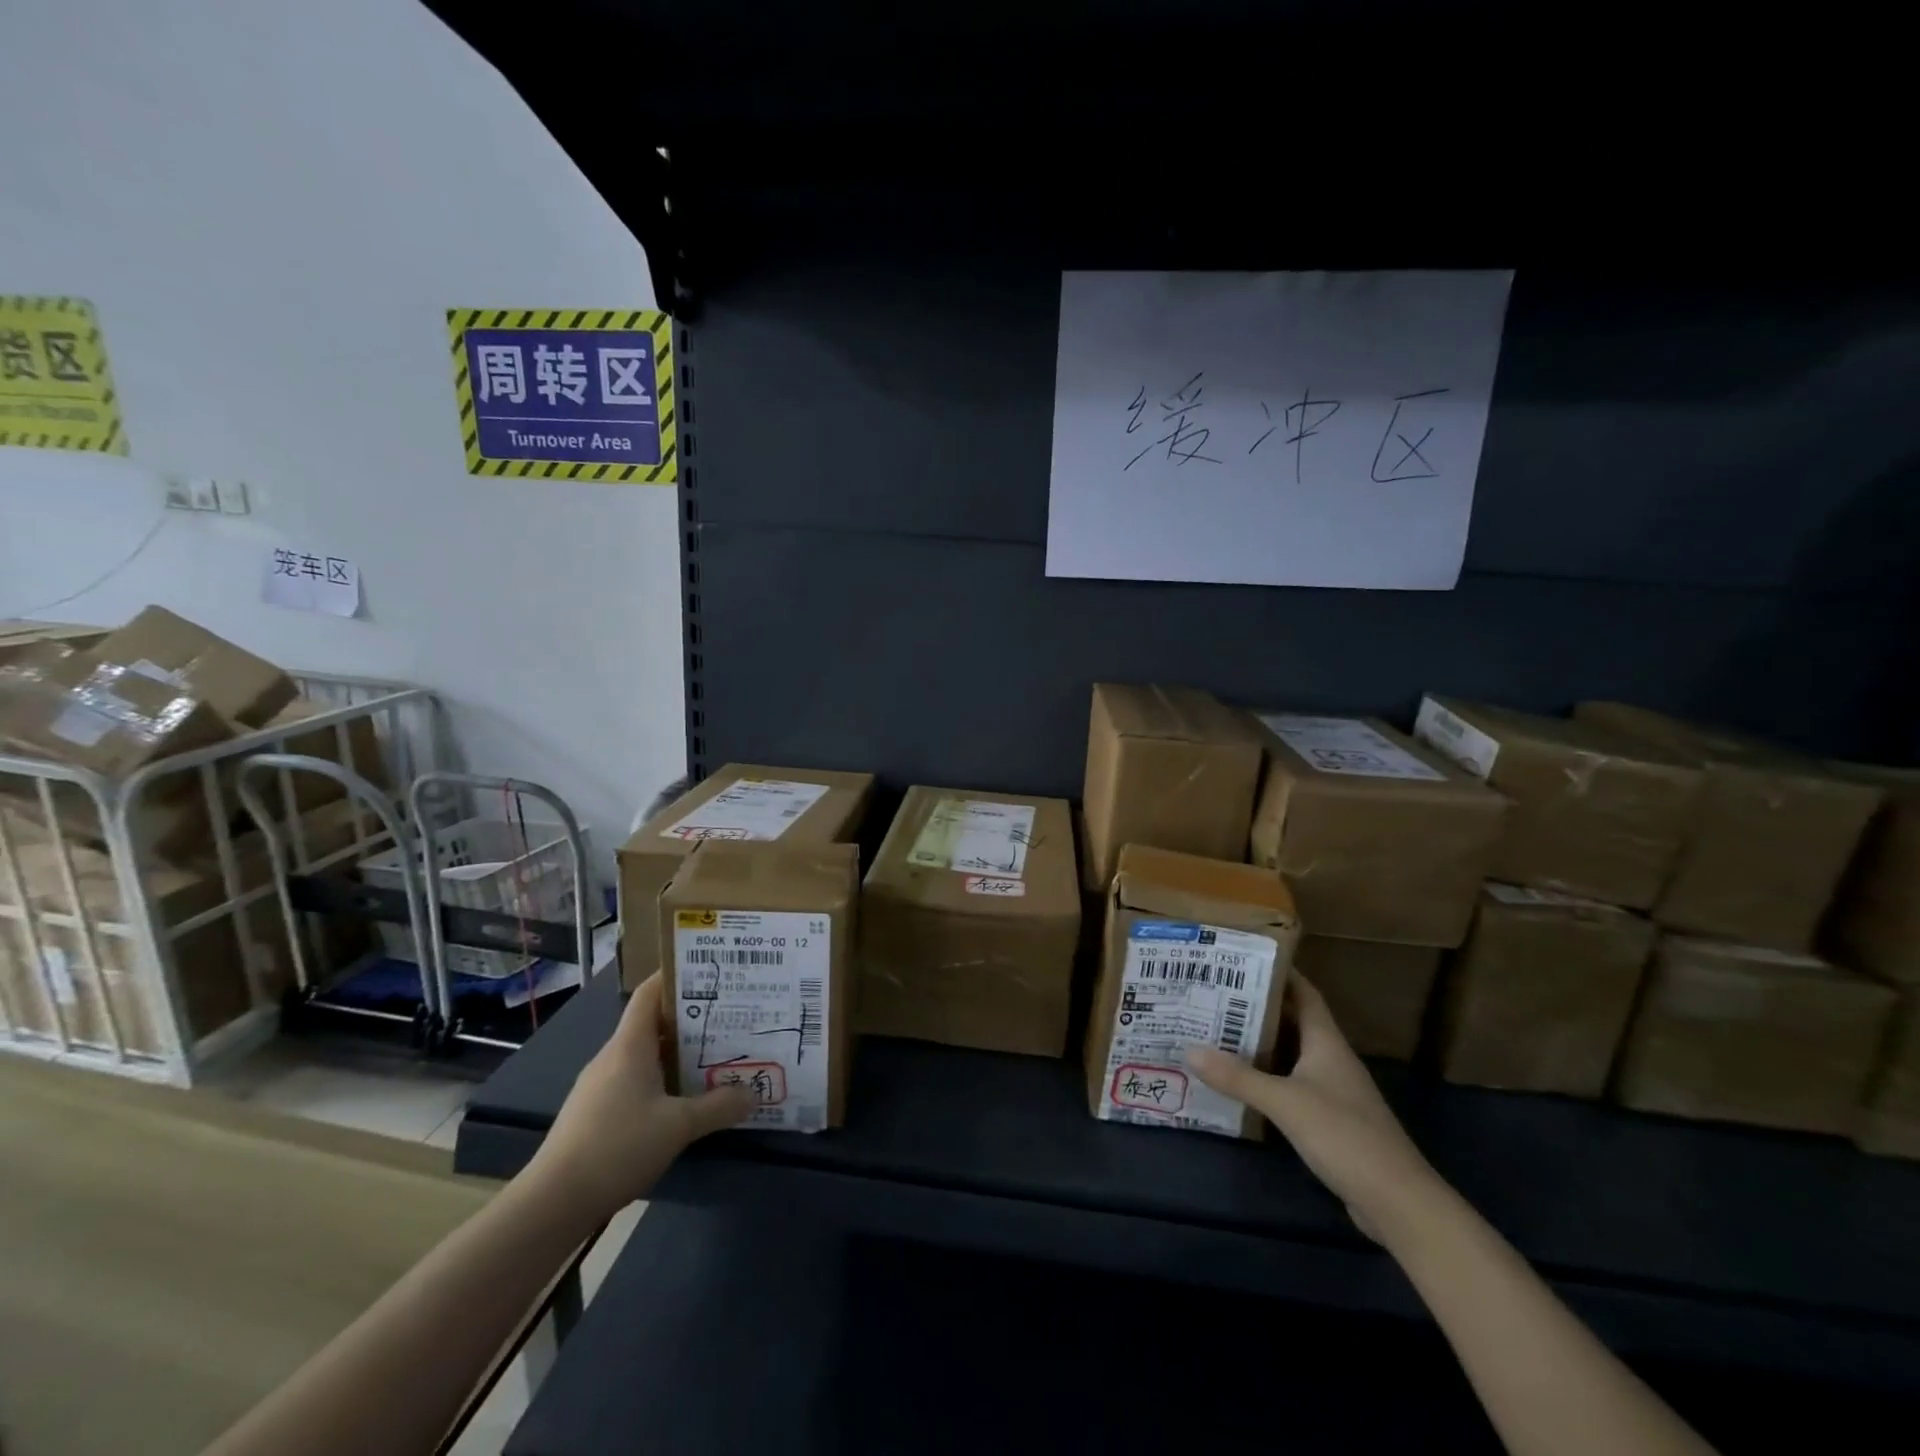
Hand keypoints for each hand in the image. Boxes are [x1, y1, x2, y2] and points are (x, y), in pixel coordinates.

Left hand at [526, 973, 753, 1223]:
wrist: (553, 1202)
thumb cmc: (618, 1146)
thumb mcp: (679, 1126)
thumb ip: (719, 1106)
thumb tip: (753, 1093)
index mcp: (630, 1045)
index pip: (650, 992)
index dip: (676, 977)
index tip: (710, 972)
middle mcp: (613, 1056)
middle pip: (652, 1023)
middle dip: (689, 1018)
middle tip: (728, 1017)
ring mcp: (599, 1085)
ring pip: (644, 1054)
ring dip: (676, 1052)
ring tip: (714, 1055)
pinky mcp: (595, 1112)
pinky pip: (634, 1080)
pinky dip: (660, 1079)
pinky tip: (681, 1099)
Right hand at [1186, 976, 1444, 1242]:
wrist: (1398, 1203)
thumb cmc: (1345, 1136)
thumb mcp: (1285, 1102)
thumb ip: (1238, 1077)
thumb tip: (1188, 1050)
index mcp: (1327, 1043)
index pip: (1304, 993)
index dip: (1279, 973)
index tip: (1243, 959)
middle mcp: (1331, 1060)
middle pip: (1293, 1022)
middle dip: (1257, 1007)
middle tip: (1215, 994)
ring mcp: (1333, 1092)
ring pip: (1290, 1055)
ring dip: (1259, 1044)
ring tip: (1217, 1030)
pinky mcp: (1330, 1121)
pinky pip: (1291, 1085)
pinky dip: (1267, 1078)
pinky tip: (1239, 1082)